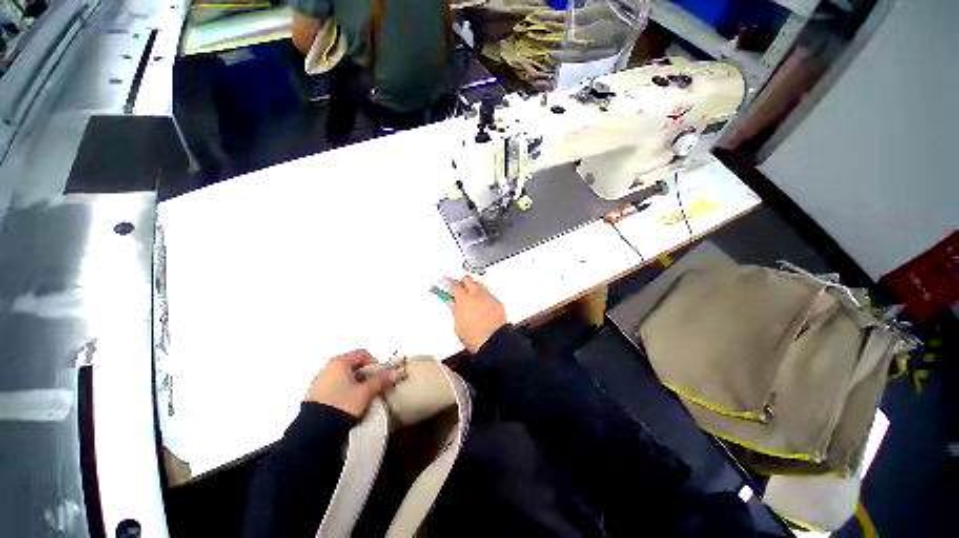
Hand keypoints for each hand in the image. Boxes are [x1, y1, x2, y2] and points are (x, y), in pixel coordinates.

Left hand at [305, 350, 397, 417]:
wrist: (314, 432)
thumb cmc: (343, 405)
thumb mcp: (366, 392)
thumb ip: (381, 380)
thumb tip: (396, 373)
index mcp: (340, 361)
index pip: (363, 354)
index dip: (375, 363)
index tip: (380, 376)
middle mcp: (328, 366)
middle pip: (353, 364)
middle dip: (366, 373)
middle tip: (373, 386)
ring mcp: (319, 380)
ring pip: (344, 375)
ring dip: (355, 382)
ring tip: (362, 396)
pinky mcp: (314, 394)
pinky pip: (334, 385)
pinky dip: (344, 389)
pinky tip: (348, 402)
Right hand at [450, 276, 506, 352]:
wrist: (493, 341)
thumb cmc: (472, 336)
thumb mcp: (457, 324)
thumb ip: (455, 310)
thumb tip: (453, 303)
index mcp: (463, 299)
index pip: (454, 285)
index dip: (448, 283)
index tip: (445, 282)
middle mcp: (476, 294)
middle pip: (467, 279)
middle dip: (462, 282)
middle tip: (460, 289)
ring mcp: (488, 297)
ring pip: (480, 285)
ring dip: (475, 288)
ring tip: (472, 298)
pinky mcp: (498, 302)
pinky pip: (490, 295)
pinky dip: (485, 298)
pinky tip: (484, 306)